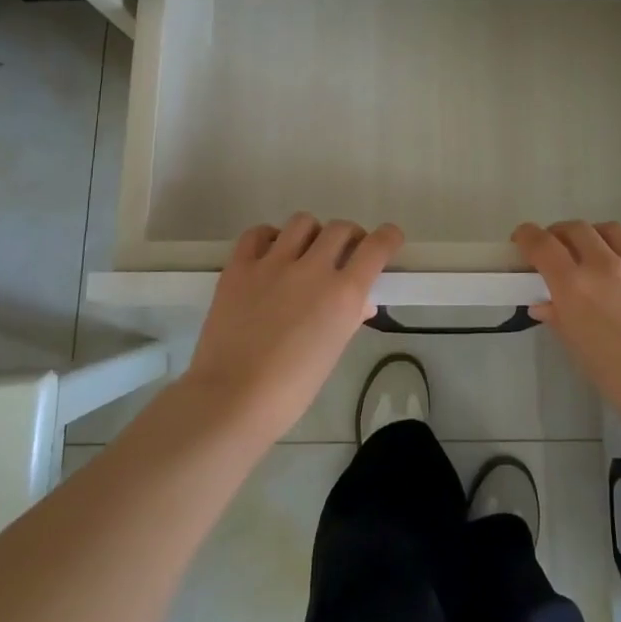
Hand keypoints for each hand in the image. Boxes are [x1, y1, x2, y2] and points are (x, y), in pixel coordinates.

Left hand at [185, 213, 402, 441]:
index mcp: (343, 294)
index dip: (388, 237)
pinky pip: (258, 233)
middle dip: (350, 237)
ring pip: (302, 222)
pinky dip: (269, 237)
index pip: (376, 246)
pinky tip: (269, 255)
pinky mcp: (239, 266)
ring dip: (312, 233)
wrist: (231, 399)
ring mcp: (273, 263)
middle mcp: (312, 269)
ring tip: (305, 252)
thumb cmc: (291, 389)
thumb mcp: (332, 353)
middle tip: (344, 253)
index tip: (389, 238)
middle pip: (341, 228)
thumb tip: (360, 302)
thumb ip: (348, 319)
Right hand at [514, 221, 620, 440]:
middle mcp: (605, 266)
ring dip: (598, 233)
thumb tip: (543, 304)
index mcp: (575, 288)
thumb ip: (562, 322)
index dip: (527, 236)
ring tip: (598, 246)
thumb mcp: (583, 357)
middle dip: (561, 234)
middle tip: (559, 248)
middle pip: (576, 229)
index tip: (522, 239)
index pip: (542, 245)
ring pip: (614, 229)